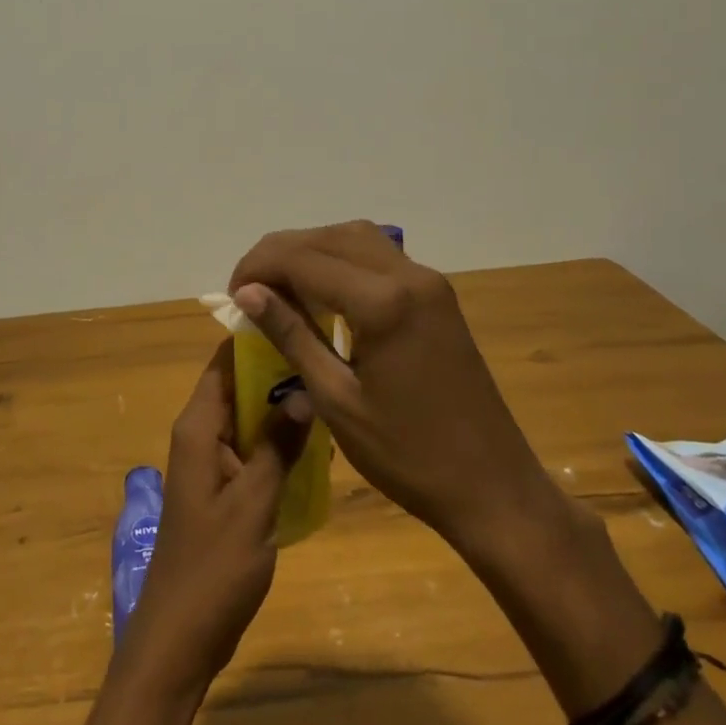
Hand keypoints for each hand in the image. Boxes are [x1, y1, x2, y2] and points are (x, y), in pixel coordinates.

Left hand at [120, 338, 307, 690]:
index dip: (255, 338)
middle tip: (329, 358)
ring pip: (250, 417)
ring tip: (332, 395)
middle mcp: (201, 434)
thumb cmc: (213, 568)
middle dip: (278, 372)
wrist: (180, 638)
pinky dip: (279, 442)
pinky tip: (318, 447)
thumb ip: (278, 446)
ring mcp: (212, 462)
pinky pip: (253, 448)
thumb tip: (303, 390)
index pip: (224, 362)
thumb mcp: (254, 503)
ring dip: (283, 409)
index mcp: (198, 427)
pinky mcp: (223, 488)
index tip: (298, 317)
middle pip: (239, 385)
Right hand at [229, 221, 562, 558]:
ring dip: (312, 251)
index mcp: (382, 302)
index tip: (232, 295)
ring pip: (356, 238)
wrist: (493, 488)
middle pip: (329, 237)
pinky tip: (323, 292)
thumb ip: (291, 334)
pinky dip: (342, 261)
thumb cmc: (408, 456)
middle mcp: (408, 276)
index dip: (258, 267)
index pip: (303, 258)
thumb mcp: (336, 399)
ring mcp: (428, 282)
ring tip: (280, 286)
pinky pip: (379, 257)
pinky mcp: (437, 296)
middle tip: (250, 288)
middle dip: (281, 253)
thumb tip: (246, 292)